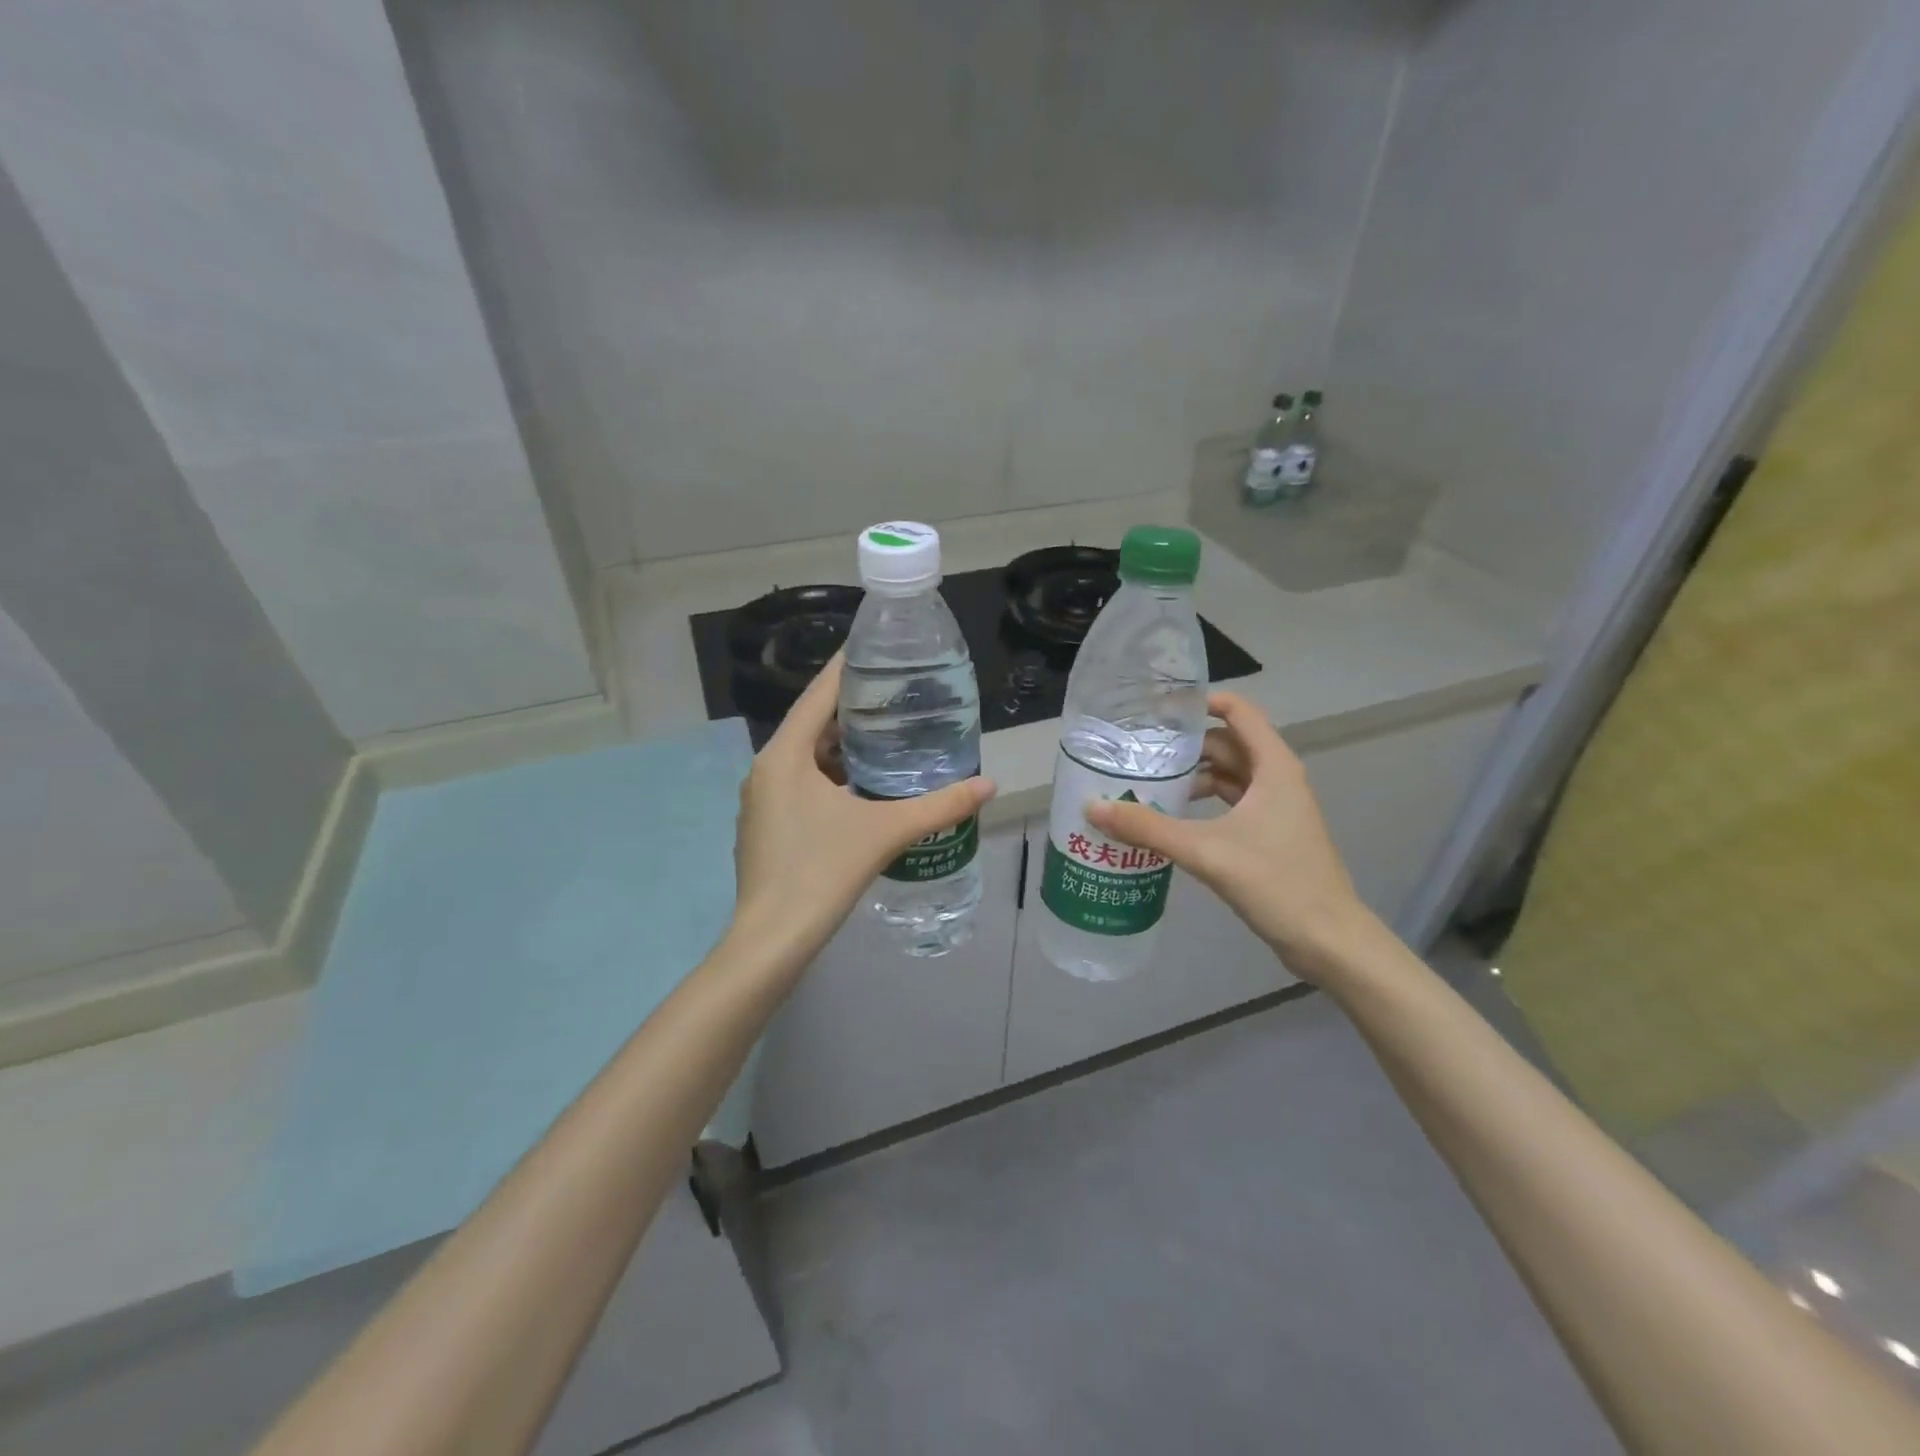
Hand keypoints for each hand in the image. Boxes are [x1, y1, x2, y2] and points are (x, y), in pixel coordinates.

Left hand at [729, 654, 994, 975]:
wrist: (771, 939)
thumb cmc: (822, 873)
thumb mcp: (885, 832)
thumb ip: (940, 806)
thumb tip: (988, 785)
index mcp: (784, 755)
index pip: (819, 694)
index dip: (848, 669)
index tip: (879, 650)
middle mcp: (765, 768)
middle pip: (812, 723)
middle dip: (853, 710)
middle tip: (898, 697)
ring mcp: (760, 798)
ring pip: (805, 756)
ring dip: (842, 745)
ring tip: (888, 737)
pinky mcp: (764, 824)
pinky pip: (799, 782)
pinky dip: (829, 774)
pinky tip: (863, 786)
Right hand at [1085, 692, 1372, 981]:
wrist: (1328, 941)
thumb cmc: (1276, 882)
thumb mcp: (1206, 850)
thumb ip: (1148, 828)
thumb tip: (1093, 807)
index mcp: (1273, 767)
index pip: (1239, 712)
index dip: (1201, 702)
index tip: (1159, 709)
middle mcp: (1277, 779)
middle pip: (1228, 745)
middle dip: (1186, 746)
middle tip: (1140, 750)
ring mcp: (1276, 809)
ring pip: (1229, 777)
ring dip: (1193, 777)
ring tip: (1148, 784)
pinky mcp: (1270, 835)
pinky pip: (1232, 804)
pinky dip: (1204, 804)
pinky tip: (1173, 819)